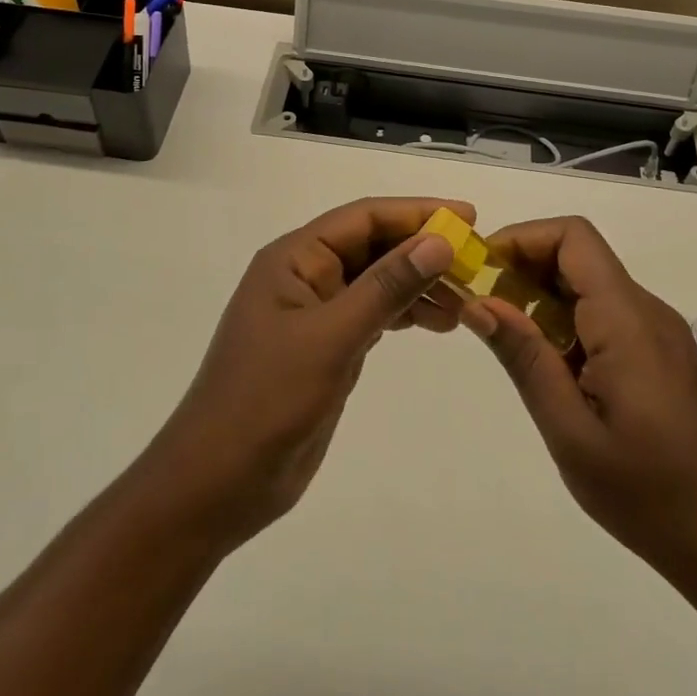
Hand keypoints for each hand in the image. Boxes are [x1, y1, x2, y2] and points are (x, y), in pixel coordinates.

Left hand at [143, 197, 470, 548]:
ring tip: (466, 302)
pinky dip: (406, 313)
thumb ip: (386, 288)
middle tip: (477, 263)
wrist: (218, 483)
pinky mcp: (326, 348)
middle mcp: (305, 277)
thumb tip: (439, 241)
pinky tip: (438, 322)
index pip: (364, 218)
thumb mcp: (331, 338)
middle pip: (373, 246)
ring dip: (420, 284)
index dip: (417, 212)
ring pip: (377, 282)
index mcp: (294, 259)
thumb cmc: (266, 401)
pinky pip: (374, 314)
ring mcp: (315, 314)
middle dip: (423, 250)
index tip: (469, 218)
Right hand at [459, 217, 696, 590]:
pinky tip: (550, 365)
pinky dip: (567, 320)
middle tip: (482, 307)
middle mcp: (647, 311)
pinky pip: (606, 313)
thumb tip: (478, 303)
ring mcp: (659, 332)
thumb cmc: (647, 494)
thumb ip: (525, 359)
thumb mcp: (569, 431)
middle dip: (524, 267)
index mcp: (627, 321)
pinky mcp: (661, 353)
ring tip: (508, 340)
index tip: (481, 270)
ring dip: (543, 296)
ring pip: (591, 284)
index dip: (522, 238)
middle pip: (579, 255)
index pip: (574, 237)